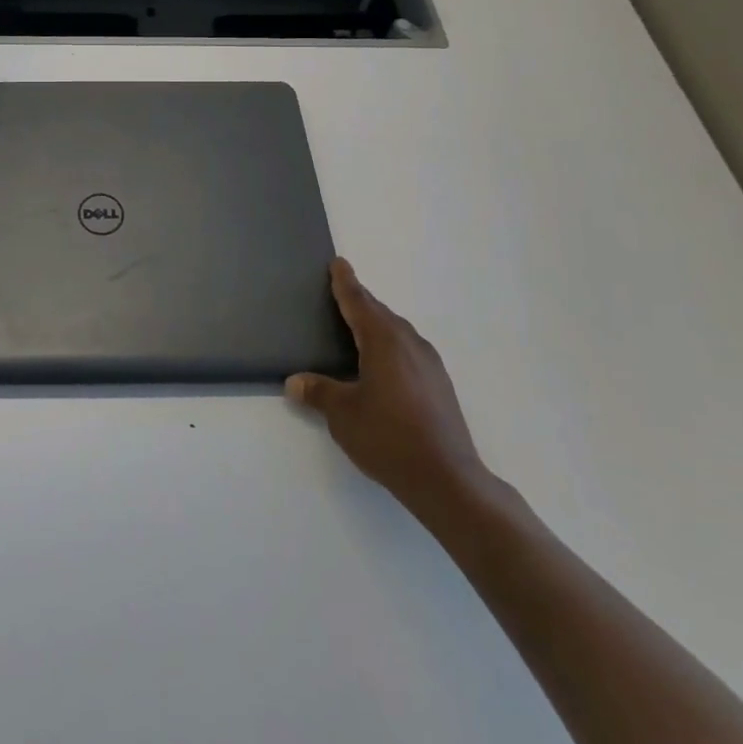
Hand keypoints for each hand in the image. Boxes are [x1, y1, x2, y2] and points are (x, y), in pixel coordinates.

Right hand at [286, 258, 489, 518]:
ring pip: (397, 332)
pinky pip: (408, 350)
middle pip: (380, 313)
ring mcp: (429, 364)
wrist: (448, 480)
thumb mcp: (343, 414)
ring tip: (358, 328)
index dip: (345, 283)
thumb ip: (319, 392)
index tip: (339, 263)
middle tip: (340, 293)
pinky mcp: (440, 385)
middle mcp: (409, 344)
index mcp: (384, 341)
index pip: (359, 302)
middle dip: (360, 302)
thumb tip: (294, 382)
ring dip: (377, 324)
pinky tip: (382, 364)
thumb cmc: (389, 438)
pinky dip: (391, 345)